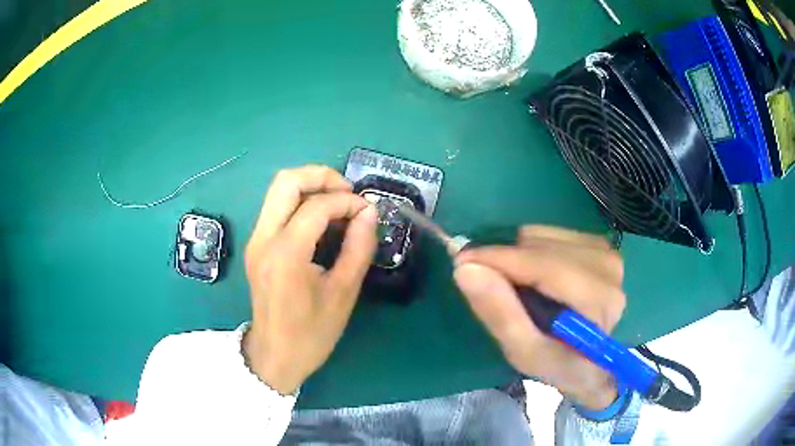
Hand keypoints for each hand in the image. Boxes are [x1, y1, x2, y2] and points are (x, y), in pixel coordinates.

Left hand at [242, 165, 376, 394]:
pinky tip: (322, 221)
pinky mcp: (256, 245)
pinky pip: (277, 208)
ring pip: (278, 190)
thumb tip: (369, 213)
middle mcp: (263, 238)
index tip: (369, 211)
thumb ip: (359, 248)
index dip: (348, 201)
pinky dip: (301, 202)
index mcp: (285, 253)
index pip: (316, 206)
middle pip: (286, 181)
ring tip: (339, 204)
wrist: (275, 356)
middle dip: (322, 177)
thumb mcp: (343, 294)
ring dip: (310, 187)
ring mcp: (256, 240)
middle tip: (349, 193)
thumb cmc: (311, 333)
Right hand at [453, 226, 625, 409]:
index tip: (461, 260)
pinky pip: (551, 234)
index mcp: (598, 301)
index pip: (546, 267)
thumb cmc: (558, 364)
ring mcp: (605, 252)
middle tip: (482, 280)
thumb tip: (466, 269)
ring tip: (514, 286)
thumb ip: (500, 314)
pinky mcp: (598, 245)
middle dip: (505, 261)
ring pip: (544, 236)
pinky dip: (530, 250)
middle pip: (542, 247)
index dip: (500, 259)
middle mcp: (608, 268)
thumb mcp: (524, 353)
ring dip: (518, 256)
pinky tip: (533, 275)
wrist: (591, 363)